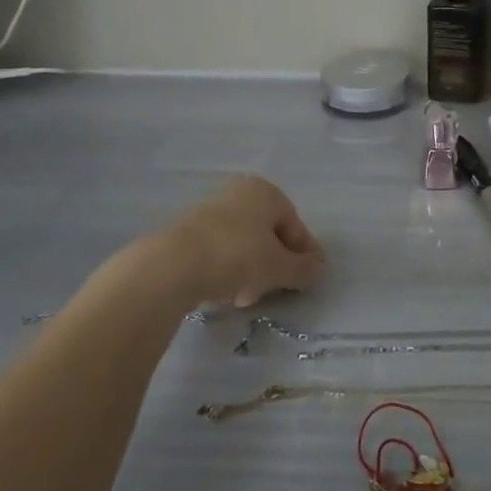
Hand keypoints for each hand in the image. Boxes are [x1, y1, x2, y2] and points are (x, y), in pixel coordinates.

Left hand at [163, 176, 324, 308]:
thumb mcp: (278, 267)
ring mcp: (212, 211)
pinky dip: (228, 271)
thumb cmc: (237, 256)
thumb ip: (302, 269)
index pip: (295, 226)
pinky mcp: (189, 232)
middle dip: (274, 266)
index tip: (309, 280)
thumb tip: (317, 269)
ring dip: (251, 273)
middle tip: (276, 291)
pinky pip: (220, 251)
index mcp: (266, 192)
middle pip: (269, 235)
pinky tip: (223, 293)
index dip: (305, 255)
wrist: (173, 264)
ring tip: (245, 299)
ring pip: (244, 245)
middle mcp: (240, 194)